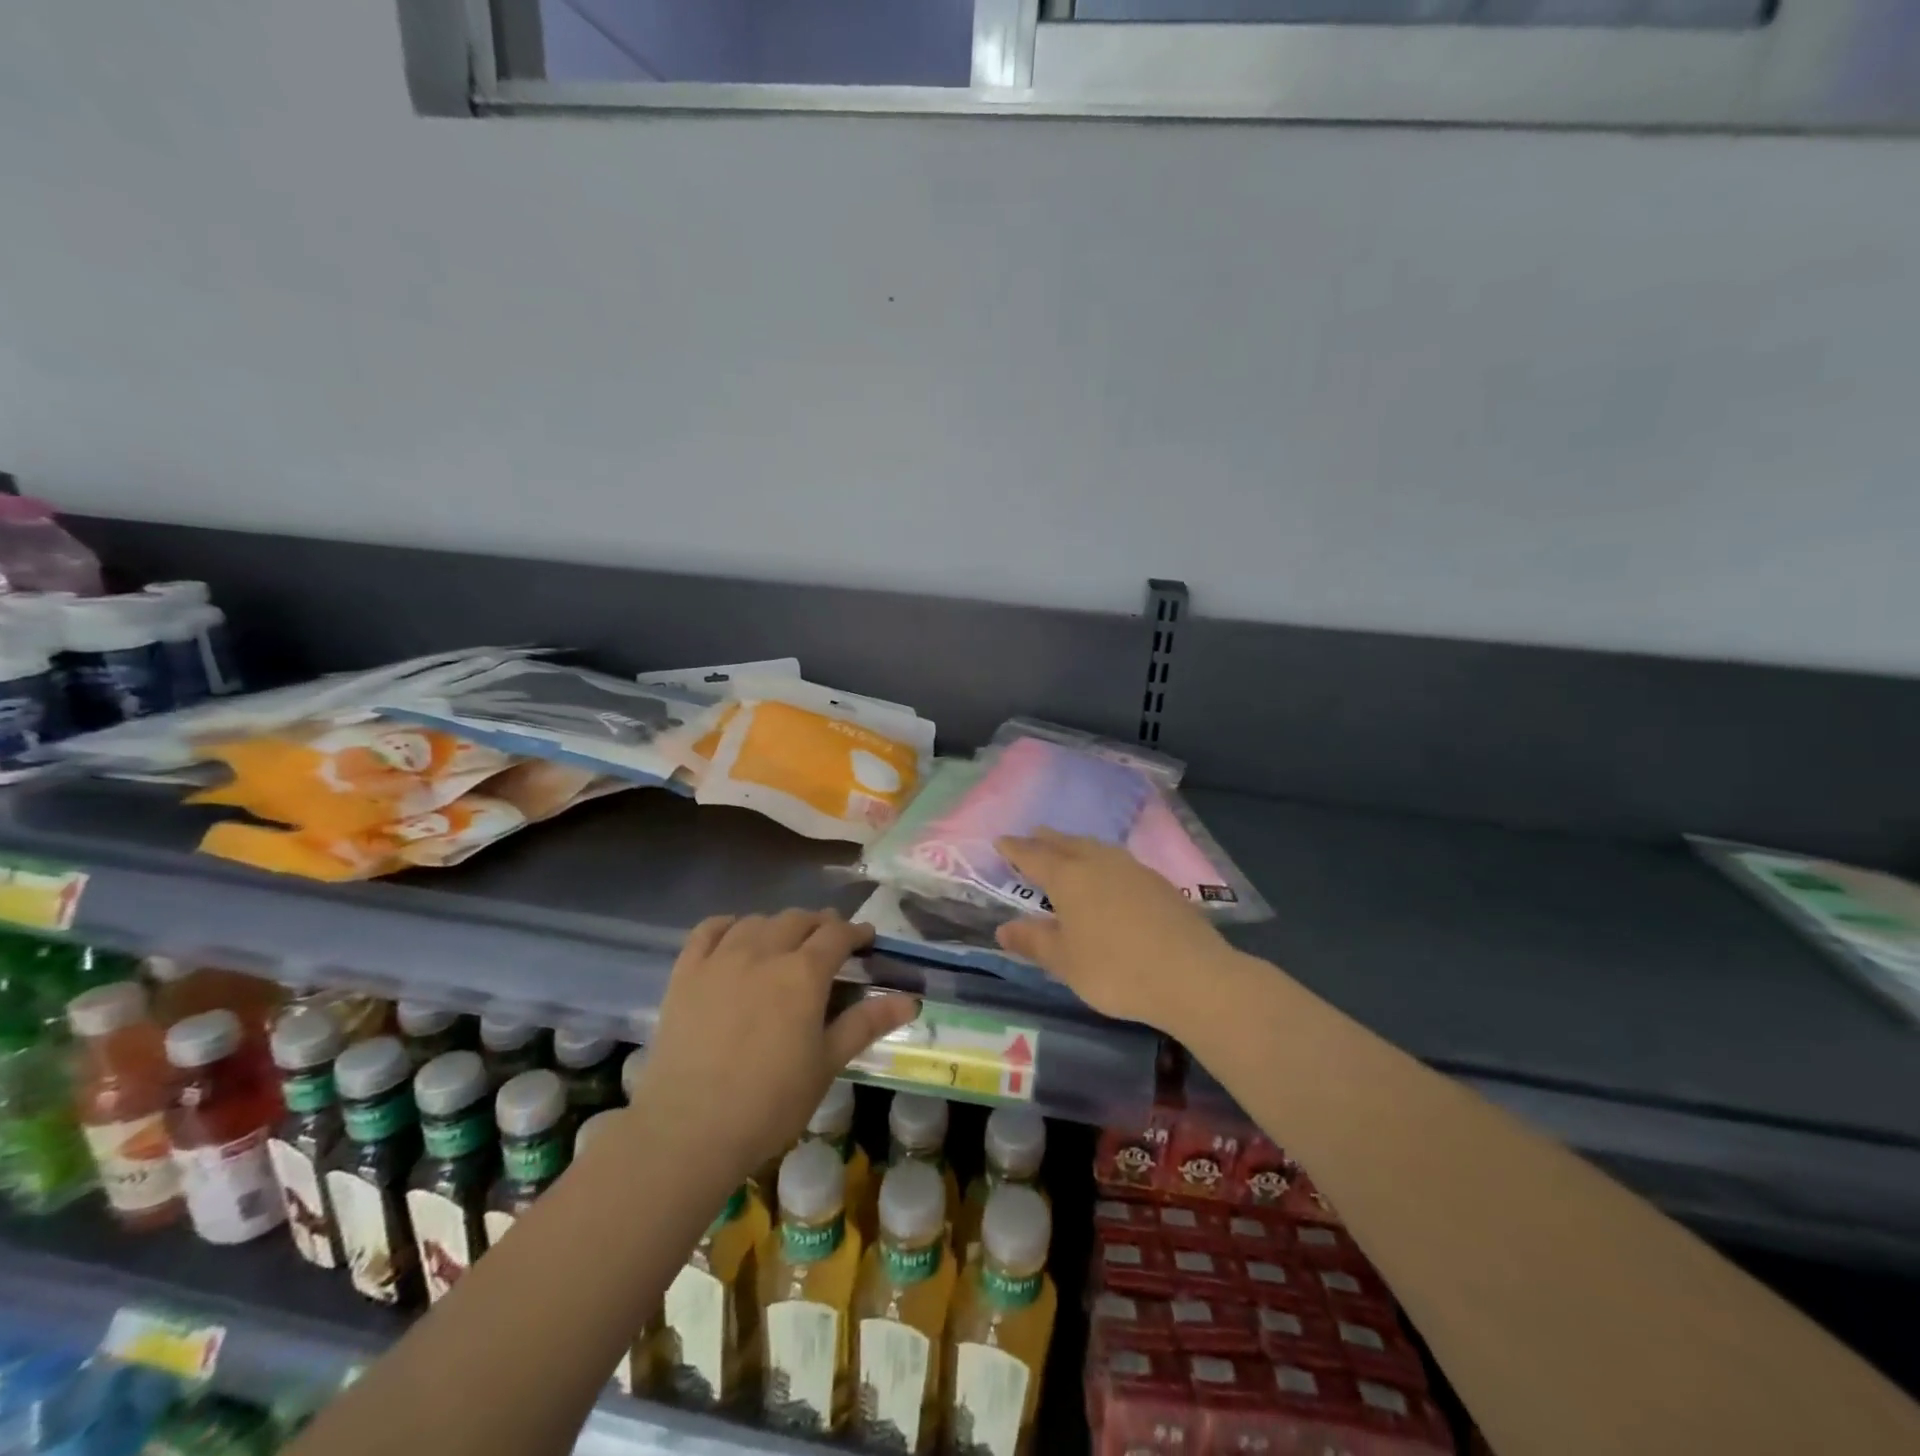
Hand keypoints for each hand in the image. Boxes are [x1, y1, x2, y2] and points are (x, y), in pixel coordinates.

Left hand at [631, 910, 917, 1182]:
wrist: (688, 1130)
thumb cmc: (770, 1103)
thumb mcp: (827, 1064)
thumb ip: (866, 1024)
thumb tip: (911, 1000)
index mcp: (804, 973)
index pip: (837, 934)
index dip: (855, 932)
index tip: (866, 939)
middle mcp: (764, 952)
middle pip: (798, 919)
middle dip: (820, 924)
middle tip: (829, 942)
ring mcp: (721, 959)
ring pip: (757, 921)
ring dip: (779, 924)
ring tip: (785, 942)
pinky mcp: (686, 973)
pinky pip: (709, 930)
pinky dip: (729, 925)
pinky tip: (736, 936)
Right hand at [994, 829, 1243, 1034]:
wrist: (1191, 976)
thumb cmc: (1115, 970)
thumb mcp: (1065, 962)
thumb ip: (1033, 942)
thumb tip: (1003, 929)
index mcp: (1070, 878)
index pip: (1034, 857)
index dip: (1015, 850)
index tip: (1001, 841)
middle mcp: (1100, 863)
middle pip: (1067, 844)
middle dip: (1047, 840)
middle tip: (1033, 834)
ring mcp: (1133, 870)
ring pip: (1097, 848)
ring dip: (1077, 845)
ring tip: (1069, 848)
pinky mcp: (1159, 883)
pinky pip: (1119, 862)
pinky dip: (1103, 860)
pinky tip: (1109, 875)